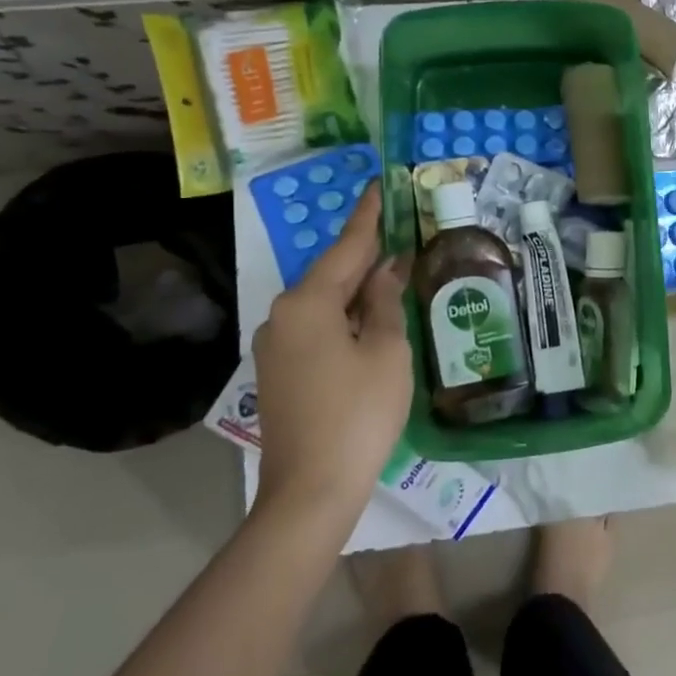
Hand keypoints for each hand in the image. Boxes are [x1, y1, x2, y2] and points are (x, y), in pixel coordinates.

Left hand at [253, 183, 411, 518]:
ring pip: (324, 303)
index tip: (380, 185)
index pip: (347, 248)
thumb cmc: (359, 413)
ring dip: (358, 289)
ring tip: (395, 276)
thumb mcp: (387, 351)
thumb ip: (386, 302)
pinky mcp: (279, 371)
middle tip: (400, 232)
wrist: (311, 490)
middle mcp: (282, 315)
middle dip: (366, 256)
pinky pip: (316, 327)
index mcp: (308, 303)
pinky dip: (345, 316)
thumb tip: (386, 270)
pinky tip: (371, 320)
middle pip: (332, 274)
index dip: (369, 216)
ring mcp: (275, 345)